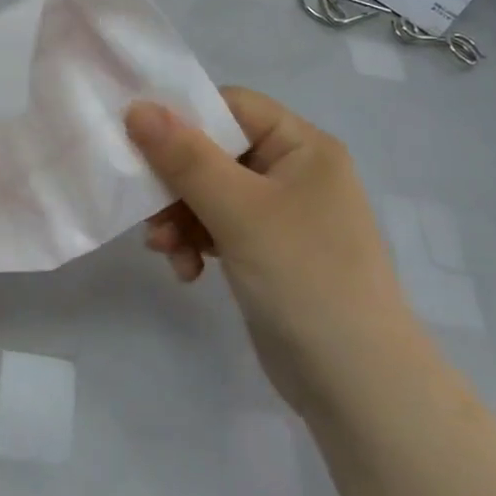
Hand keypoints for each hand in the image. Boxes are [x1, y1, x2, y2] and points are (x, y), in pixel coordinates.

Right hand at [126, 89, 427, 419]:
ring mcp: (281, 214)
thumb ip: (185, 158)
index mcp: (303, 147)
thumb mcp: (239, 212)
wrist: (359, 389)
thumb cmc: (305, 280)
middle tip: (147, 208)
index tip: (140, 141)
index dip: (184, 118)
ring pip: (209, 191)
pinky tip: (186, 270)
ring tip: (164, 249)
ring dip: (180, 217)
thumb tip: (136, 107)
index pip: (231, 106)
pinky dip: (195, 242)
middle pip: (214, 151)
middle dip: (176, 182)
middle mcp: (293, 171)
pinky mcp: (267, 251)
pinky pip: (217, 226)